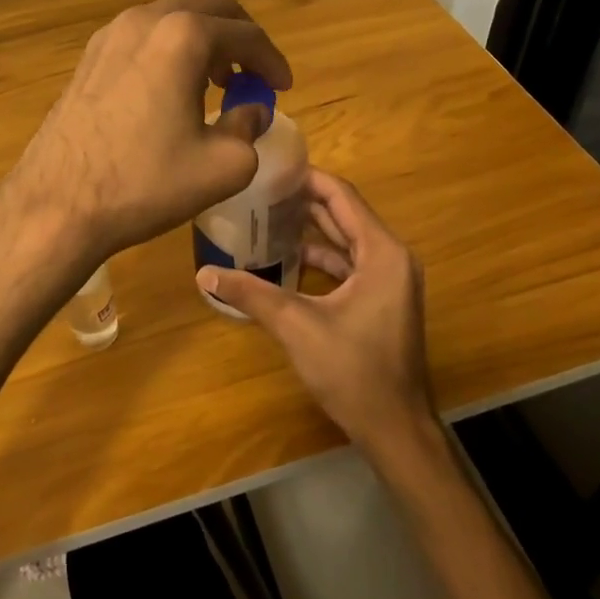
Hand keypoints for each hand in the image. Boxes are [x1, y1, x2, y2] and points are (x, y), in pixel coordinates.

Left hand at [0, 0, 292, 261]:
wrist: (57, 205)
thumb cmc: (145, 183)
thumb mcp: (222, 166)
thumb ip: (249, 129)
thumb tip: (252, 112)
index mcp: (183, 36)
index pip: (246, 35)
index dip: (272, 61)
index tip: (282, 88)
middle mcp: (145, 20)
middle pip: (208, 7)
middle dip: (239, 37)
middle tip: (252, 74)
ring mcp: (109, 35)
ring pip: (171, 18)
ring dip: (202, 41)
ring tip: (216, 82)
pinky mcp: (87, 58)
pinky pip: (141, 37)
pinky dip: (168, 51)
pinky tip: (171, 91)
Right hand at [195, 170, 434, 455]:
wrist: (395, 429)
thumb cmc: (353, 371)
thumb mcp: (296, 326)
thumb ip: (251, 294)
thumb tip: (204, 272)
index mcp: (382, 253)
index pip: (342, 196)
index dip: (307, 179)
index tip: (270, 169)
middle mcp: (392, 258)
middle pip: (344, 215)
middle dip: (303, 202)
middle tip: (259, 191)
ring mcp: (390, 281)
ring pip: (346, 241)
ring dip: (310, 230)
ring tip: (265, 218)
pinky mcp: (382, 302)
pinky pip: (349, 265)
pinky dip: (320, 258)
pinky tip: (285, 259)